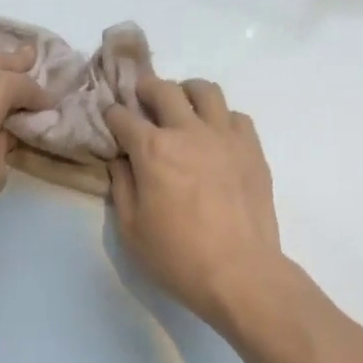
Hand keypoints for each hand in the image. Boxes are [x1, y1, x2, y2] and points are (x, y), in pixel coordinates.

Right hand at [106, 77, 284, 333]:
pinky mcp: (252, 148)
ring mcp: (225, 136)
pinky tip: (216, 137)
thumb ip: (122, 186)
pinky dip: (221, 118)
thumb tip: (121, 160)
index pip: (123, 116)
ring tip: (182, 109)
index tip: (110, 120)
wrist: (239, 272)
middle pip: (163, 89)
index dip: (112, 115)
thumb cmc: (177, 257)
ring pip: (205, 90)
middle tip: (142, 102)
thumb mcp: (131, 229)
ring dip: (187, 93)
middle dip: (146, 90)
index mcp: (152, 150)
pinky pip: (236, 116)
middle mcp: (188, 131)